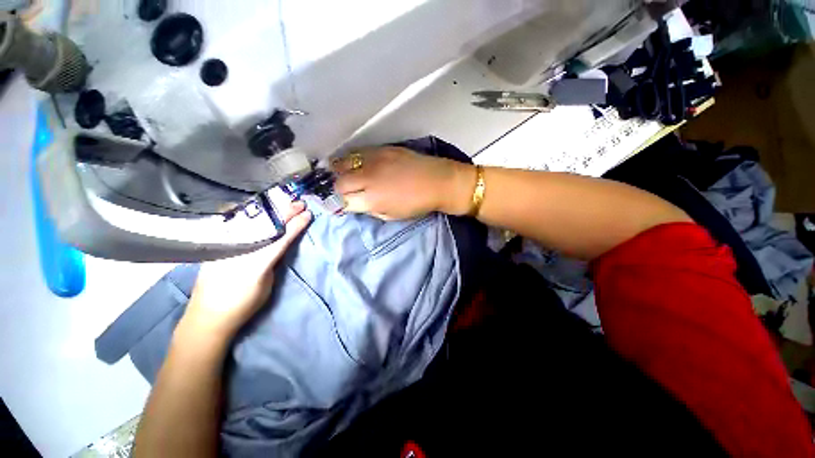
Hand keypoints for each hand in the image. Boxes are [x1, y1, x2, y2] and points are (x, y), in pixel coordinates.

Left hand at [179, 201, 311, 341]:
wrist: (207, 316)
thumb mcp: (267, 284)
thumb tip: (279, 243)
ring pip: (249, 220)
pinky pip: (233, 223)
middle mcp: (239, 251)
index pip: (281, 239)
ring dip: (269, 210)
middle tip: (298, 204)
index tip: (307, 214)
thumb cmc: (244, 304)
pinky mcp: (215, 246)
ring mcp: (224, 246)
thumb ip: (273, 261)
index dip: (295, 225)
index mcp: (256, 264)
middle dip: (284, 212)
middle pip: (265, 225)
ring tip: (283, 203)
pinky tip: (258, 207)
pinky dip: (249, 213)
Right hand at [332, 147, 475, 219]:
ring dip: (339, 171)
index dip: (340, 204)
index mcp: (372, 200)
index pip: (342, 201)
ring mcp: (374, 161)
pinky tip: (355, 163)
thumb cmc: (417, 204)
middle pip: (339, 182)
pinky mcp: (381, 149)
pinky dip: (352, 160)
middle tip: (342, 191)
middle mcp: (368, 179)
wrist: (438, 182)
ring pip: (344, 163)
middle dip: (337, 189)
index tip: (341, 204)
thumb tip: (357, 203)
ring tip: (341, 174)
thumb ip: (370, 210)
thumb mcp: (392, 216)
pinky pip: (358, 153)